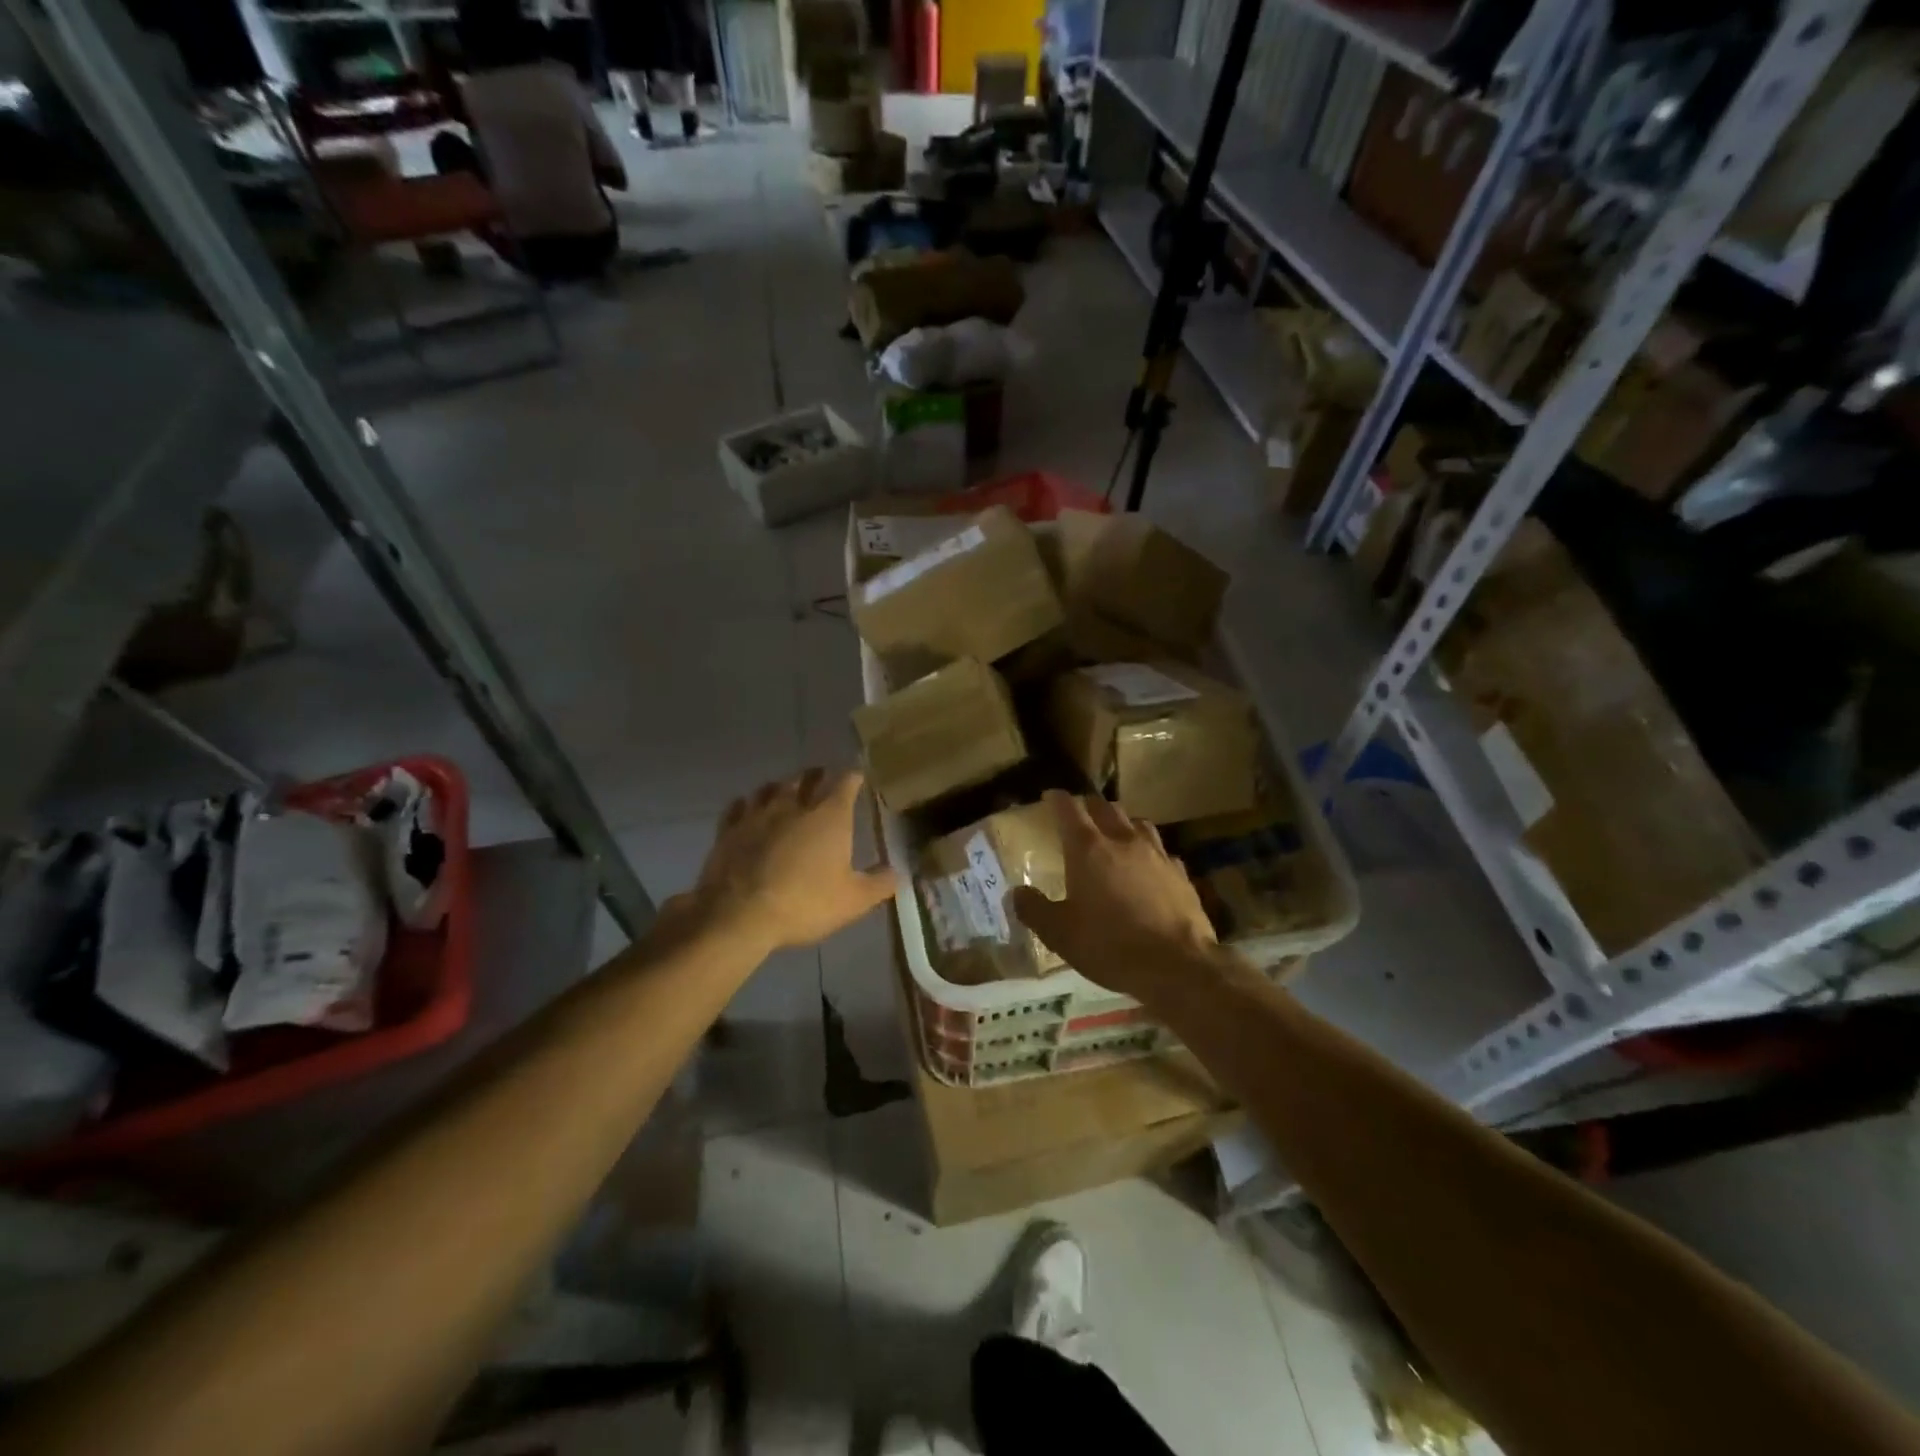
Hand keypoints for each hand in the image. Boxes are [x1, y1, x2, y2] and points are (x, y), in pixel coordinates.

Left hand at [691, 769, 896, 953]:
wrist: (739, 915)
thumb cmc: (804, 903)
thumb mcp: (853, 901)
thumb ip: (879, 884)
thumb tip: (897, 872)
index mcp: (829, 817)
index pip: (845, 783)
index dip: (853, 777)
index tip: (858, 775)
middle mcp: (794, 805)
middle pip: (806, 778)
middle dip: (817, 775)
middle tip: (821, 776)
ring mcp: (757, 815)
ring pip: (771, 788)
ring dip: (782, 786)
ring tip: (786, 789)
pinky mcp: (728, 830)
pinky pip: (738, 807)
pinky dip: (746, 804)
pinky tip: (747, 808)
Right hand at [1011, 790, 1216, 999]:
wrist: (1178, 965)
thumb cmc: (1110, 945)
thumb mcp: (1060, 934)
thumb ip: (1034, 909)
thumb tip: (1016, 893)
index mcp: (1088, 849)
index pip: (1069, 809)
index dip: (1058, 799)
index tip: (1050, 796)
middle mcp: (1123, 840)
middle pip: (1105, 807)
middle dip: (1090, 805)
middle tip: (1080, 813)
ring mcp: (1157, 854)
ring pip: (1137, 822)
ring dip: (1122, 822)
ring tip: (1115, 833)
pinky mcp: (1181, 873)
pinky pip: (1161, 850)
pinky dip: (1149, 851)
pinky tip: (1149, 865)